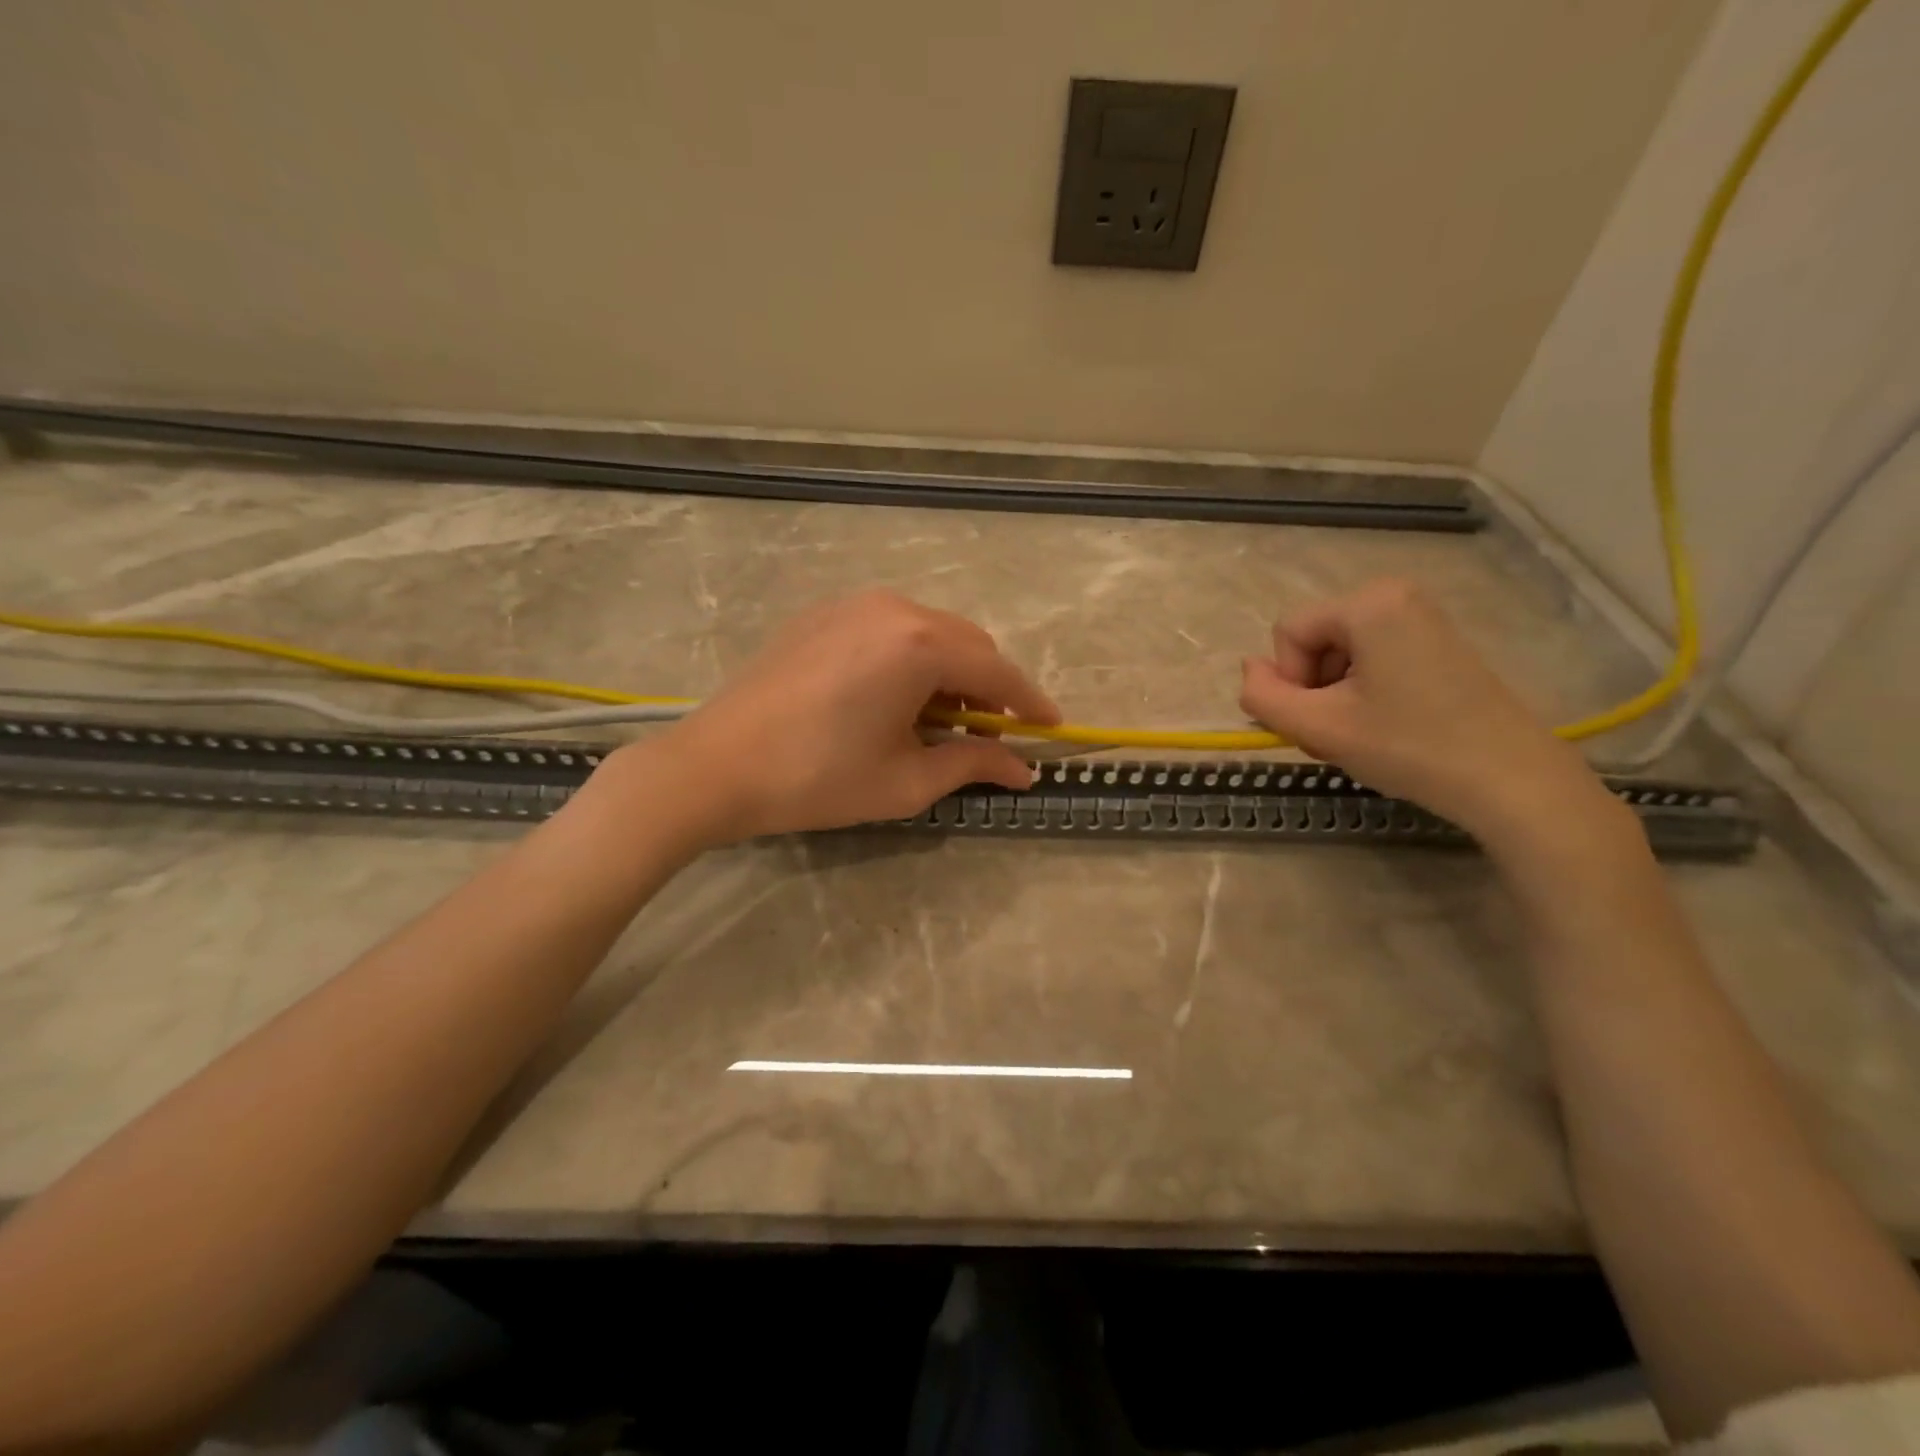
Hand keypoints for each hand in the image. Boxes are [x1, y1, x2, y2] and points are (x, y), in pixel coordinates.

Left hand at [636, 590, 1059, 845]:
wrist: (716, 765)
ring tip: (942, 721)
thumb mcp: (906, 781)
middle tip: (992, 735)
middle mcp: (893, 608)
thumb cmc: (818, 778)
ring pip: (930, 632)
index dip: (1030, 703)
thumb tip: (1023, 768)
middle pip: (968, 644)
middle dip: (990, 688)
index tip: (1053, 728)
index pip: (997, 671)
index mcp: (919, 645)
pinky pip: (891, 628)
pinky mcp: (823, 614)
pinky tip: (896, 698)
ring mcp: (853, 604)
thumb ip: (973, 764)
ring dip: (951, 672)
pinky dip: (912, 659)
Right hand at [1238, 579, 1619, 844]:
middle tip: (1337, 734)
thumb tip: (1248, 670)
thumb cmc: (1409, 747)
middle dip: (1312, 689)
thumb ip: (1263, 697)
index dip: (1289, 681)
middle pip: (1313, 640)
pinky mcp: (1437, 642)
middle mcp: (1395, 595)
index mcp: (1368, 603)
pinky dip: (1362, 692)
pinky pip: (1371, 657)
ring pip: (1338, 653)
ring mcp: (1421, 617)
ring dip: (1333, 696)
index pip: (1288, 633)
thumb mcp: (1319, 727)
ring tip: (1359, 735)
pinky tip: (1384, 727)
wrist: (1511, 780)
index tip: (1319, 720)